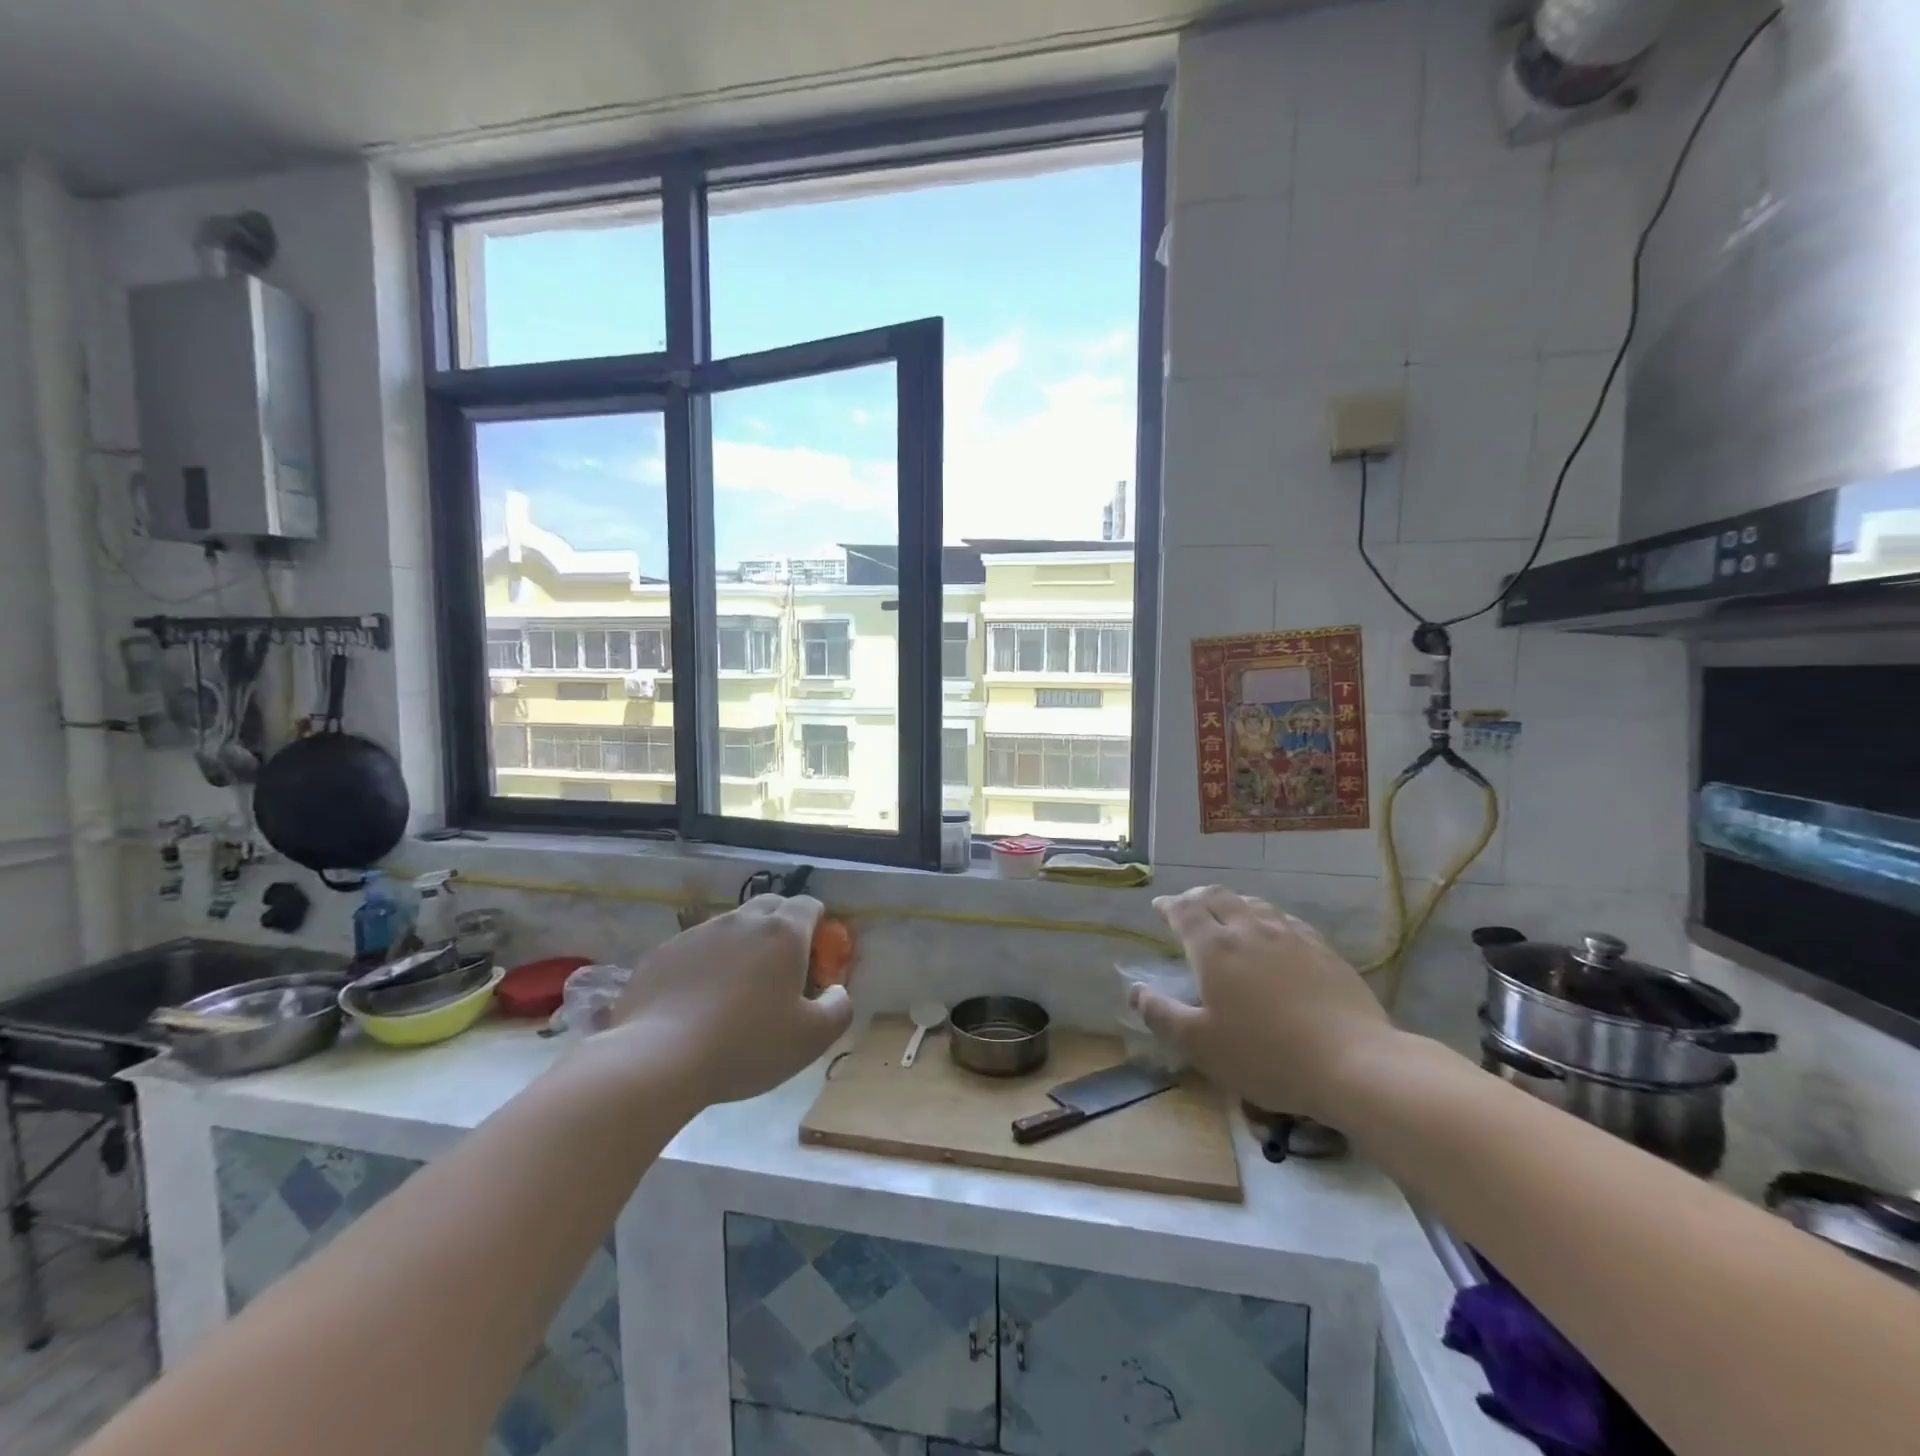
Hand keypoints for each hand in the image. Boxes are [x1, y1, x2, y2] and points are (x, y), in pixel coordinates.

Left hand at [601, 894, 851, 1107]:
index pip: (809, 905)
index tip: (815, 960)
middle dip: (782, 927)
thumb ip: (839, 1007)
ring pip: (731, 926)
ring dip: (743, 945)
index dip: (818, 927)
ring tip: (736, 991)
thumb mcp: (812, 1038)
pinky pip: (696, 948)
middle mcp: (742, 921)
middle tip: (781, 971)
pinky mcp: (664, 952)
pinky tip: (697, 1003)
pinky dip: (706, 964)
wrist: (659, 1058)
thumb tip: (837, 990)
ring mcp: (699, 933)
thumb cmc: (747, 1045)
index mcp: (783, 933)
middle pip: (771, 906)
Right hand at [1131, 886, 1394, 1121]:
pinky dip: (1269, 918)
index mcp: (1214, 949)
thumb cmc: (1265, 1055)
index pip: (1185, 911)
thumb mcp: (1200, 1045)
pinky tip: (1275, 933)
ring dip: (1234, 903)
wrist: (1353, 1063)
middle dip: (1198, 897)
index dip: (1169, 906)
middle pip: (1219, 897)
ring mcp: (1291, 937)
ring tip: (1228, 914)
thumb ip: (1162, 1014)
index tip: (1159, 907)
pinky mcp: (1324, 950)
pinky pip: (1288, 921)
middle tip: (1188, 906)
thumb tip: (1135, 991)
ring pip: (1255, 904)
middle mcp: (1249, 931)